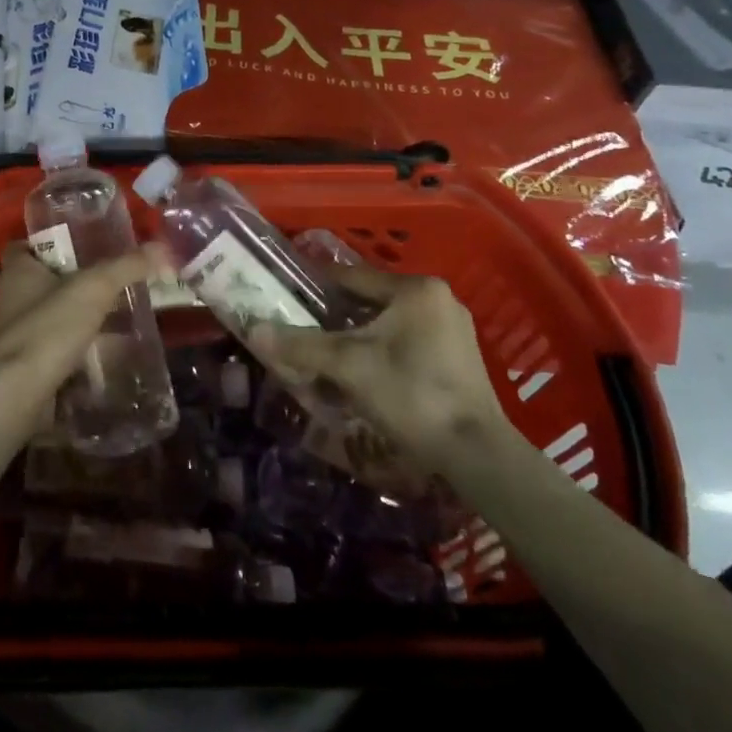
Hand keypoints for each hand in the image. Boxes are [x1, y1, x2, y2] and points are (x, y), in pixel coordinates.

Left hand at [0, 241, 164, 423]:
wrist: (17, 395)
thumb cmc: (49, 328)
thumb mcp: (95, 289)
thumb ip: (126, 267)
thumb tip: (161, 248)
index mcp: (17, 272)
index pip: (24, 246)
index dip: (48, 244)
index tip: (79, 248)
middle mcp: (8, 300)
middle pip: (40, 283)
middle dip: (71, 285)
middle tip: (107, 286)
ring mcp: (11, 338)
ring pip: (47, 320)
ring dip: (73, 321)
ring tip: (111, 322)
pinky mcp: (19, 370)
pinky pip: (49, 353)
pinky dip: (71, 354)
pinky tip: (99, 358)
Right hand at [246, 264, 513, 475]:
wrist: (476, 454)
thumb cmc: (411, 394)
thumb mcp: (348, 366)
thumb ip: (301, 345)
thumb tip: (255, 330)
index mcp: (415, 289)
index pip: (351, 277)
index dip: (315, 287)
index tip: (288, 296)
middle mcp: (438, 300)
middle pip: (369, 302)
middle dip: (336, 319)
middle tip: (304, 333)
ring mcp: (453, 331)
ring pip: (388, 325)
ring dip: (358, 339)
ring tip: (328, 359)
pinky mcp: (459, 360)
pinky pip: (407, 344)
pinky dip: (382, 354)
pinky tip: (364, 377)